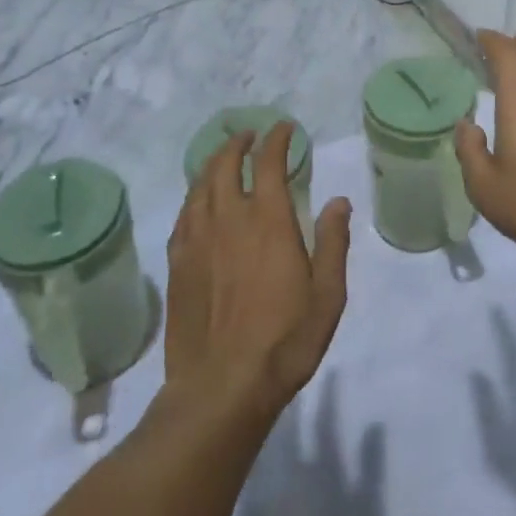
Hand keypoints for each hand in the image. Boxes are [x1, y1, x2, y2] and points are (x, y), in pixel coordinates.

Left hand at [165, 126, 351, 416]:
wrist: (221, 387)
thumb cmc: (285, 340)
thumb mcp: (327, 294)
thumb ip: (333, 242)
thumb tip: (339, 201)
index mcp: (269, 221)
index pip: (269, 163)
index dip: (276, 140)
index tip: (284, 129)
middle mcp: (229, 220)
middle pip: (225, 165)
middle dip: (238, 143)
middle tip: (248, 136)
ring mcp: (197, 241)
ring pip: (200, 187)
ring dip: (212, 164)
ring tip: (222, 158)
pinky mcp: (177, 264)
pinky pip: (184, 216)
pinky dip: (194, 197)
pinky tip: (199, 202)